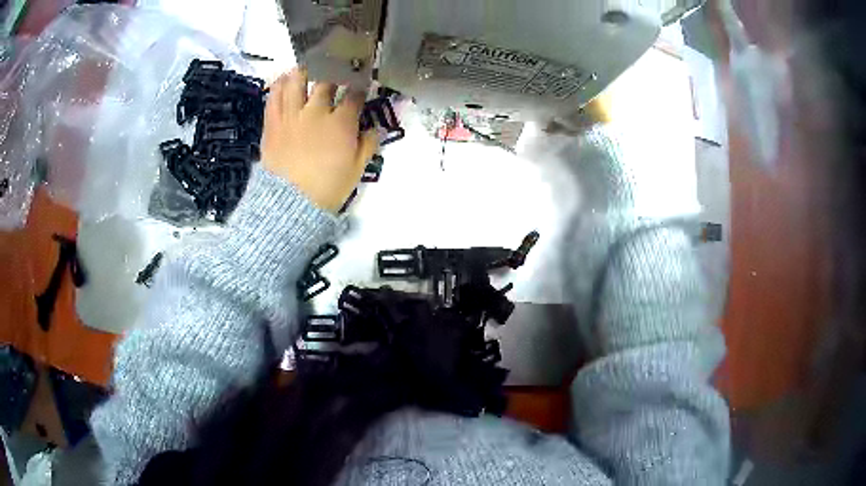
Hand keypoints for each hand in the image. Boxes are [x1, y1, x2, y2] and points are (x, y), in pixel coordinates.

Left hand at [262, 67, 377, 212]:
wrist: (290, 204)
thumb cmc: (327, 188)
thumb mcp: (357, 170)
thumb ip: (368, 145)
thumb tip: (377, 128)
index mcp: (340, 123)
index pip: (353, 95)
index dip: (359, 86)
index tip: (361, 83)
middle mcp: (316, 111)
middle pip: (326, 82)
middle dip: (333, 72)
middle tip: (335, 67)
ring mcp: (291, 115)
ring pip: (297, 82)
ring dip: (304, 70)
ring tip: (308, 65)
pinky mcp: (272, 123)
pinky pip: (274, 98)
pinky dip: (279, 85)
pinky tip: (284, 78)